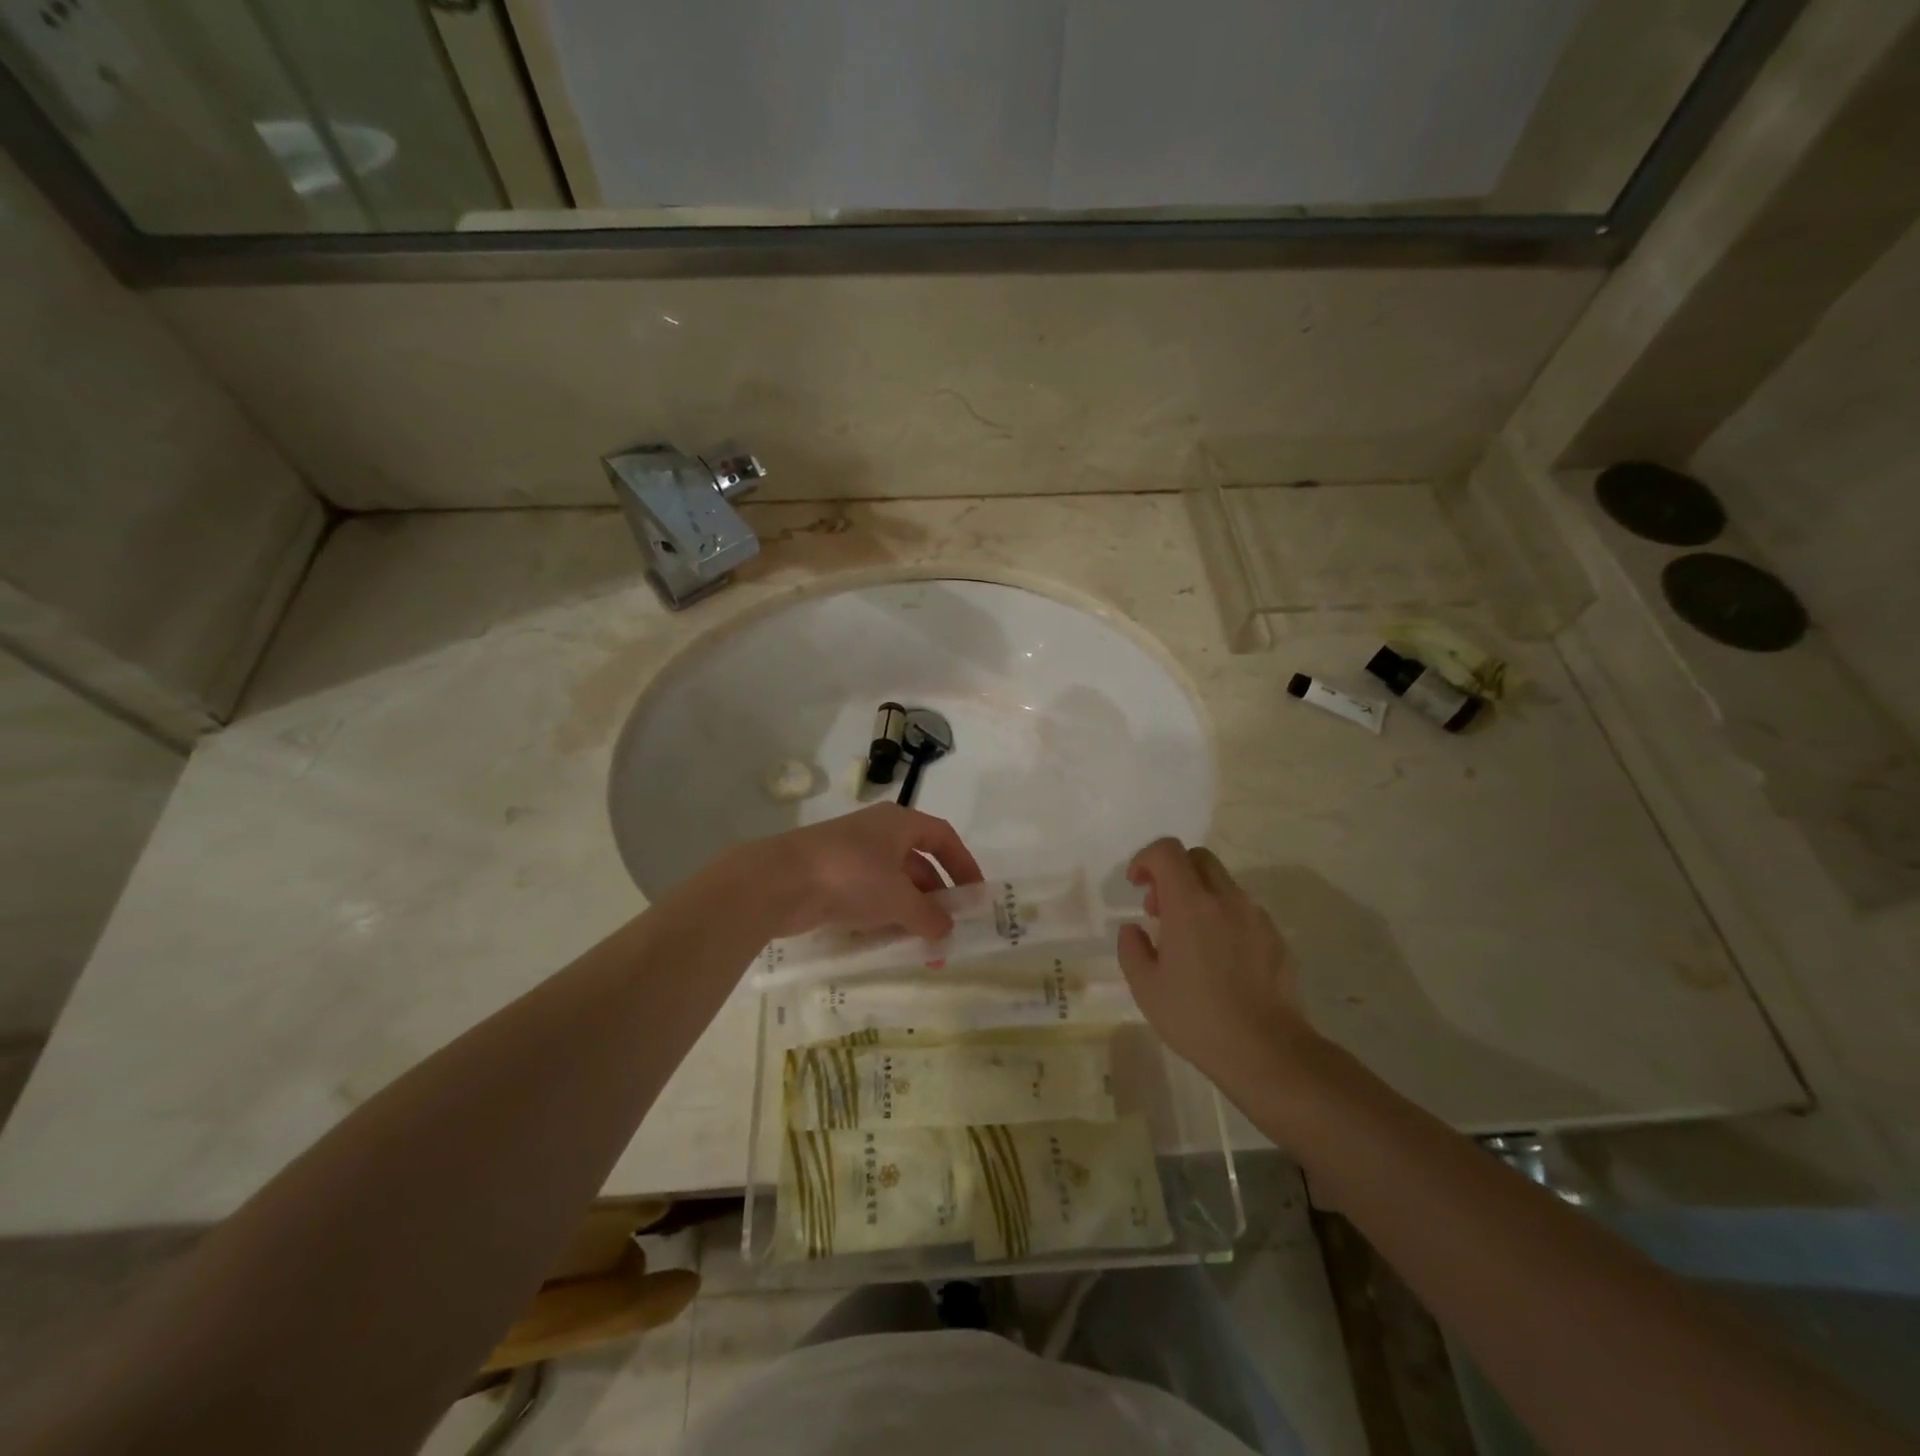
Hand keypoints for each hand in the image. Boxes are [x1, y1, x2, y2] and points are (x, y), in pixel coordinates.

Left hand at [746, 803, 983, 939]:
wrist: (778, 882)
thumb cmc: (850, 876)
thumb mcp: (898, 898)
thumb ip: (928, 916)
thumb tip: (948, 931)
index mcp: (899, 823)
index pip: (944, 838)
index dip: (963, 865)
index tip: (975, 896)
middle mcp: (878, 833)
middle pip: (919, 863)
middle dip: (936, 898)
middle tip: (949, 931)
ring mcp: (852, 855)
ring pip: (893, 883)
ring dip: (910, 913)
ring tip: (923, 947)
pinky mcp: (831, 878)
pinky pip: (869, 896)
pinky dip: (883, 916)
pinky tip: (889, 943)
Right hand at [1117, 838, 1317, 1097]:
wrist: (1268, 1051)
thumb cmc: (1197, 1018)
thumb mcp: (1146, 988)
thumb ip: (1132, 948)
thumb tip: (1134, 929)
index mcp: (1190, 905)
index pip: (1167, 851)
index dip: (1146, 859)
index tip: (1137, 886)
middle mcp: (1225, 899)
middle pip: (1197, 858)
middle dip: (1172, 873)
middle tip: (1160, 910)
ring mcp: (1256, 917)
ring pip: (1222, 884)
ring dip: (1199, 896)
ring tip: (1188, 940)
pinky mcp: (1276, 937)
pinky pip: (1243, 911)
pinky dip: (1223, 918)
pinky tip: (1219, 960)